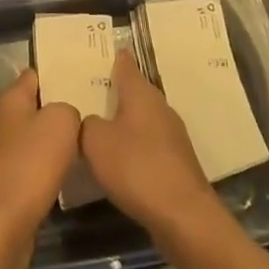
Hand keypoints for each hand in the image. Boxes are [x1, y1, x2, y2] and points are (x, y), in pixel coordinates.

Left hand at [0, 68, 80, 264]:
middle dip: (60, 108)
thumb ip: (68, 109)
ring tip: (86, 141)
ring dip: (55, 141)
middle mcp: (1, 121)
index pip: (35, 74)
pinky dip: (49, 167)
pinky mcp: (6, 182)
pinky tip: (69, 173)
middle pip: (35, 106)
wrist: (2, 223)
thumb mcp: (61, 122)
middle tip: (92, 111)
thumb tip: (66, 117)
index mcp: (10, 99)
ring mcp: (1, 152)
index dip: (58, 73)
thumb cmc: (31, 163)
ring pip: (35, 137)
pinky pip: (33, 165)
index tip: (84, 78)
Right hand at [81, 52, 226, 247]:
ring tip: (98, 127)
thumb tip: (89, 121)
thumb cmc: (136, 168)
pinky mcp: (177, 163)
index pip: (125, 64)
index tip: (99, 52)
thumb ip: (84, 124)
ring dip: (124, 121)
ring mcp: (172, 135)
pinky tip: (120, 161)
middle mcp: (160, 107)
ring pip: (142, 119)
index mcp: (141, 93)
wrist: (184, 217)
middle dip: (114, 92)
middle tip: (88, 93)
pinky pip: (148, 144)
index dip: (113, 57)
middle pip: (134, 92)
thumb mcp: (95, 142)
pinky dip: (134, 146)